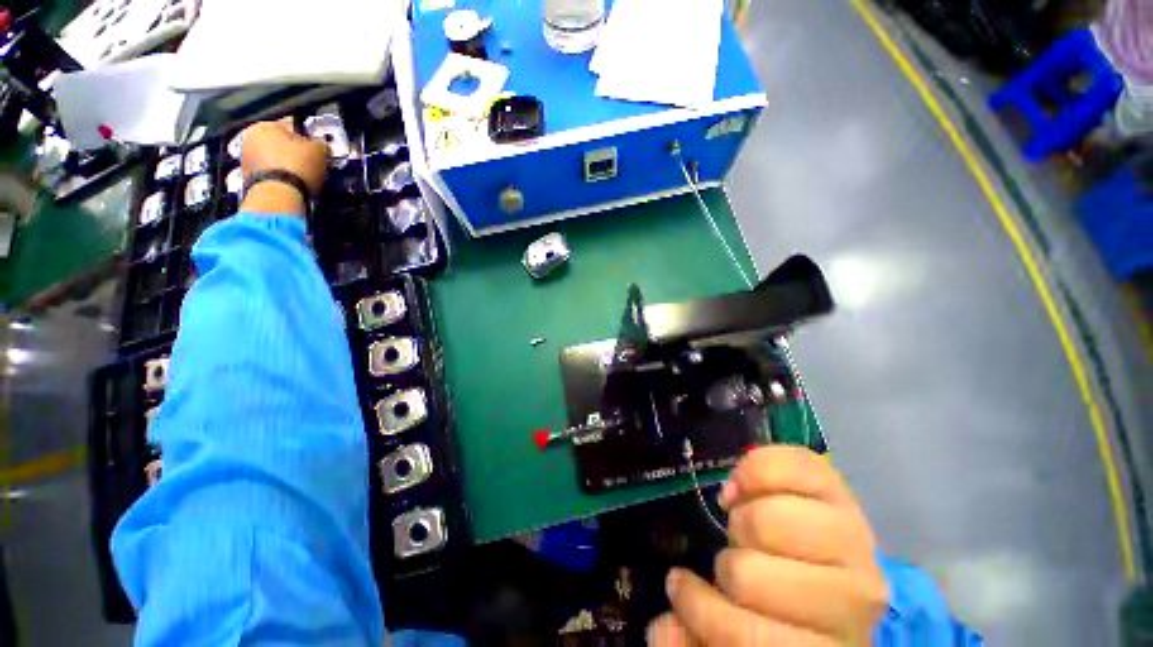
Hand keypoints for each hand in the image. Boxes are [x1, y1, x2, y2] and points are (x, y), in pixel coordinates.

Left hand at [240, 118, 328, 213]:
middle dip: (295, 153)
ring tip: (304, 178)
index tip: (317, 150)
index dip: (308, 138)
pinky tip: (294, 186)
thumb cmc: (296, 168)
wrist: (279, 196)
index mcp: (265, 125)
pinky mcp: (249, 179)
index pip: (292, 126)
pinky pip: (271, 175)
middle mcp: (249, 138)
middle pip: (280, 143)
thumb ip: (320, 143)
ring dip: (288, 166)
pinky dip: (281, 179)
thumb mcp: (319, 150)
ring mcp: (246, 160)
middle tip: (312, 164)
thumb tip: (320, 145)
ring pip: (274, 159)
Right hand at [648, 447, 887, 645]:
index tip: (682, 586)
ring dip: (741, 519)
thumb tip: (659, 627)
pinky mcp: (842, 490)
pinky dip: (753, 470)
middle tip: (734, 557)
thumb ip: (698, 636)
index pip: (750, 639)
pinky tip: (746, 488)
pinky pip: (787, 464)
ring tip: (745, 528)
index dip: (703, 613)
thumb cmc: (789, 609)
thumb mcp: (742, 631)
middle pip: (752, 574)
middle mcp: (853, 598)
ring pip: (768, 518)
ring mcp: (854, 538)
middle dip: (729, 564)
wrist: (836, 570)